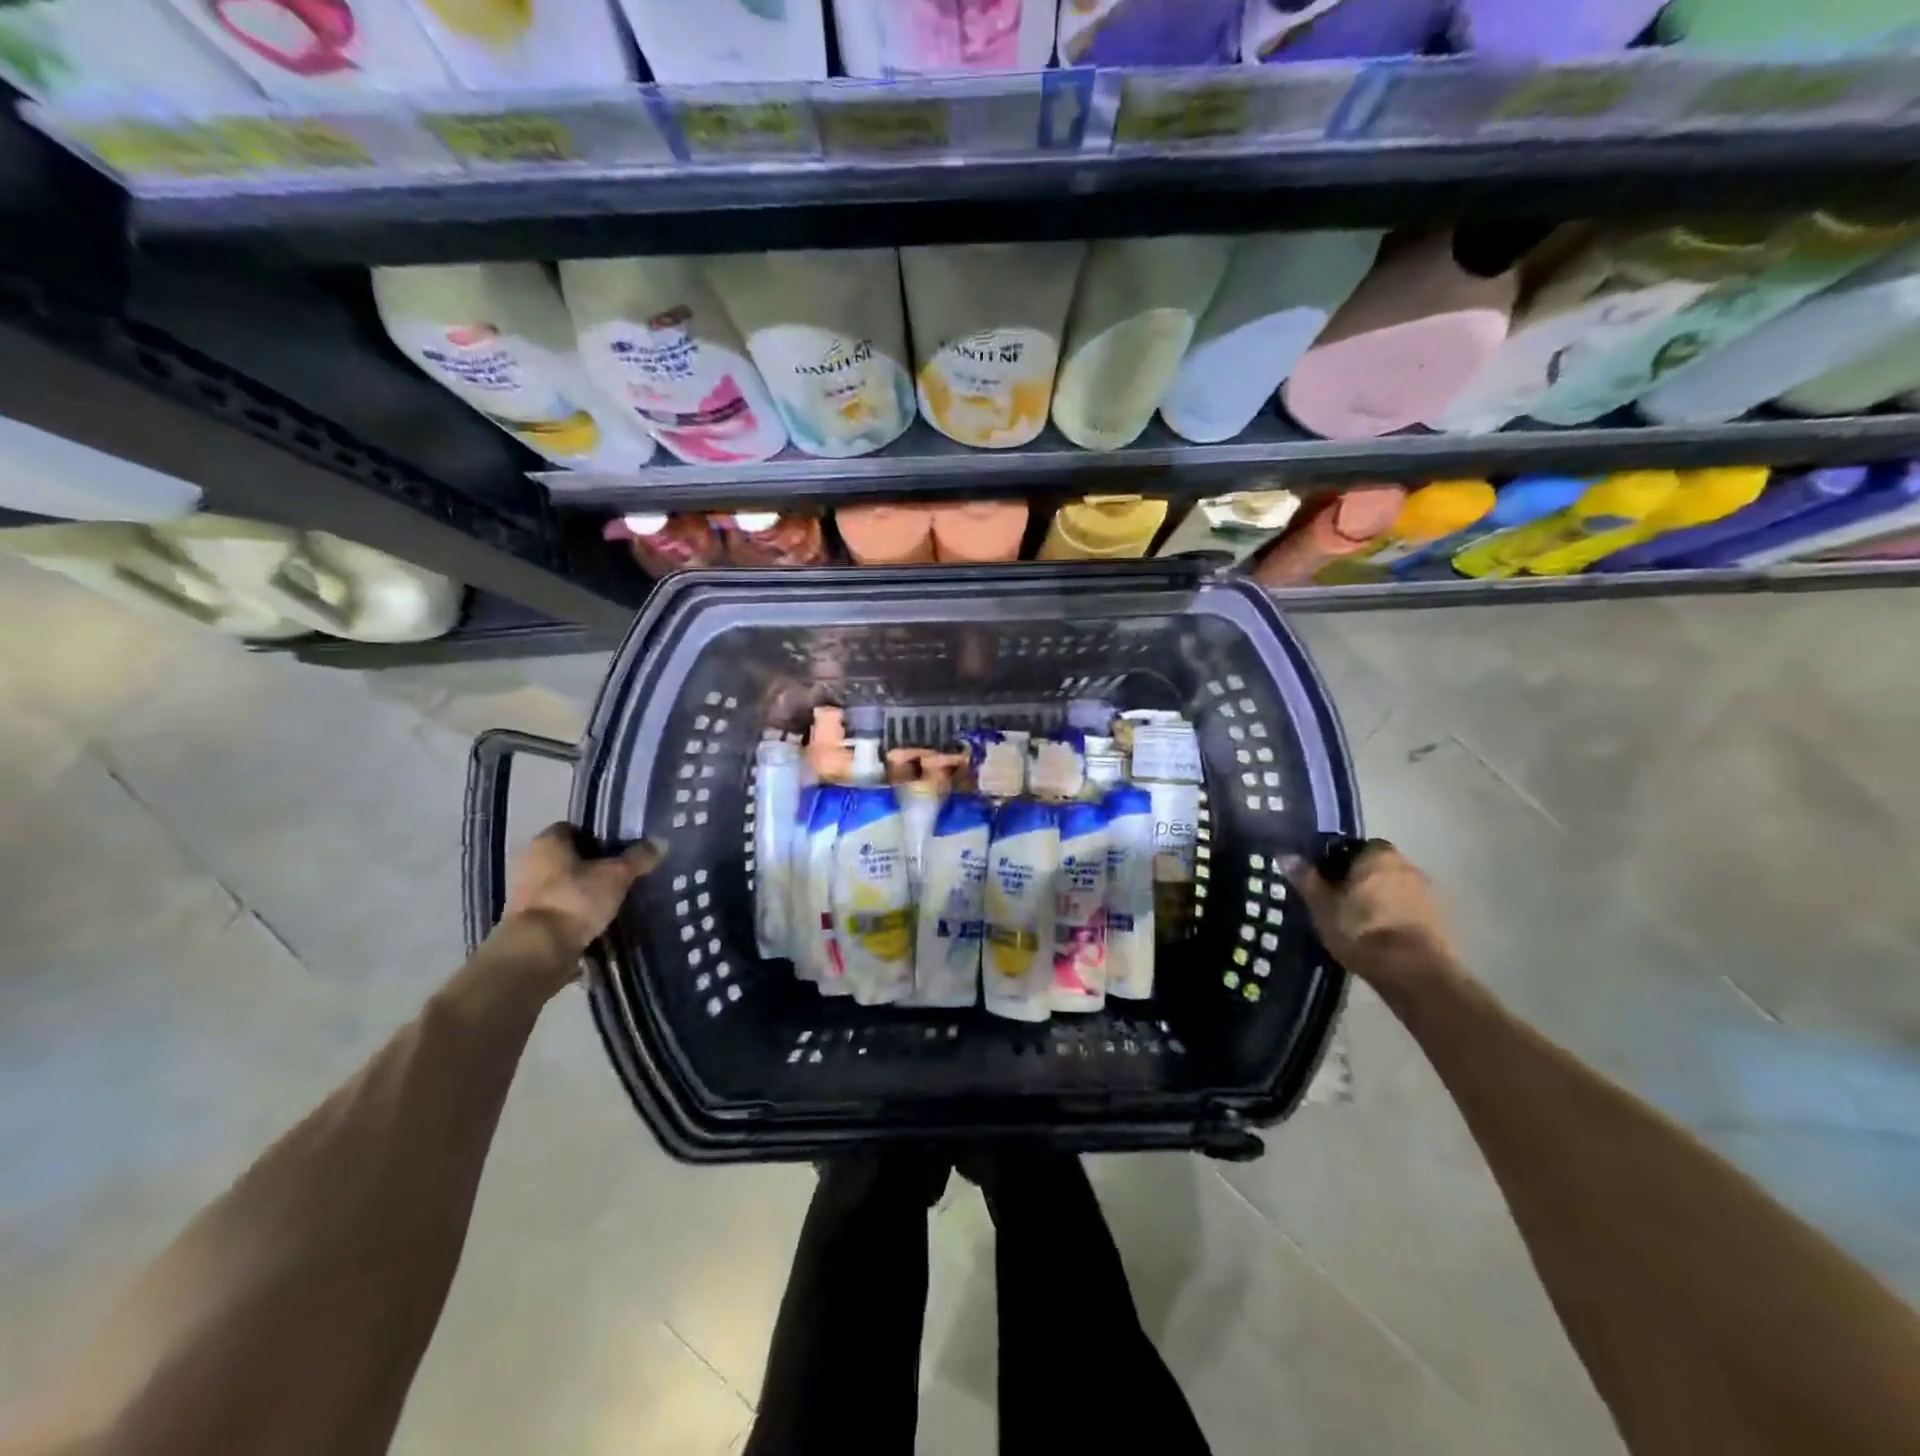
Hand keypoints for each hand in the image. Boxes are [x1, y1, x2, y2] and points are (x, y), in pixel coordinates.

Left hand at [497, 823, 662, 975]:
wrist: (538, 950)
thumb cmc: (575, 899)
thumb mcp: (617, 875)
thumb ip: (639, 857)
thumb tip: (661, 841)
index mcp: (547, 841)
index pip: (573, 828)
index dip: (598, 837)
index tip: (619, 851)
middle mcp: (530, 860)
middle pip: (567, 857)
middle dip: (591, 865)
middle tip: (621, 875)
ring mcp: (524, 892)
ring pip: (562, 883)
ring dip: (582, 890)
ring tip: (613, 899)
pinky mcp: (526, 920)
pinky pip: (558, 907)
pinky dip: (574, 912)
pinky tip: (597, 920)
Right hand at [1293, 839, 1462, 991]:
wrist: (1415, 974)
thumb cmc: (1362, 930)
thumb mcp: (1322, 906)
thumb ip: (1306, 879)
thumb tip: (1285, 855)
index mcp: (1378, 854)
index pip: (1352, 847)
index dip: (1336, 863)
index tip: (1323, 882)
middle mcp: (1407, 865)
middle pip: (1375, 868)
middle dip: (1358, 881)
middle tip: (1337, 903)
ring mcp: (1428, 893)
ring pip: (1392, 890)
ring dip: (1378, 901)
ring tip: (1356, 924)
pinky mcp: (1440, 921)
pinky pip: (1408, 911)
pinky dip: (1394, 919)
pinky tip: (1379, 938)